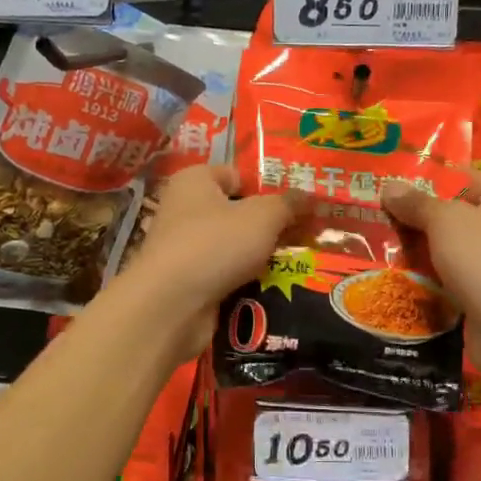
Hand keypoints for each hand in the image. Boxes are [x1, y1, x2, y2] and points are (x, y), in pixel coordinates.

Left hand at [121, 165, 305, 353]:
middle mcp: (184, 210)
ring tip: (295, 264)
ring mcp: (184, 248)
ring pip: (233, 247)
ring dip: (260, 256)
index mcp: (194, 181)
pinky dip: (245, 281)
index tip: (296, 206)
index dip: (267, 187)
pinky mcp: (187, 282)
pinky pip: (225, 275)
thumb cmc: (216, 244)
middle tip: (304, 236)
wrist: (171, 306)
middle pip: (237, 212)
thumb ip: (288, 204)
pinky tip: (271, 288)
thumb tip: (309, 197)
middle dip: (269, 226)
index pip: (236, 174)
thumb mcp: (263, 216)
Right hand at [382, 170, 480, 381]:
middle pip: (461, 216)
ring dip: (428, 253)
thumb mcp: (443, 219)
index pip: (467, 179)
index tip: (395, 187)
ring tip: (386, 249)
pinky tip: (406, 281)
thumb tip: (389, 187)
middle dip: (424, 219)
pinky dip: (437, 281)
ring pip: (457, 250)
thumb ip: (416, 203)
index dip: (432, 181)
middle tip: (383, 218)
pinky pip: (459, 280)